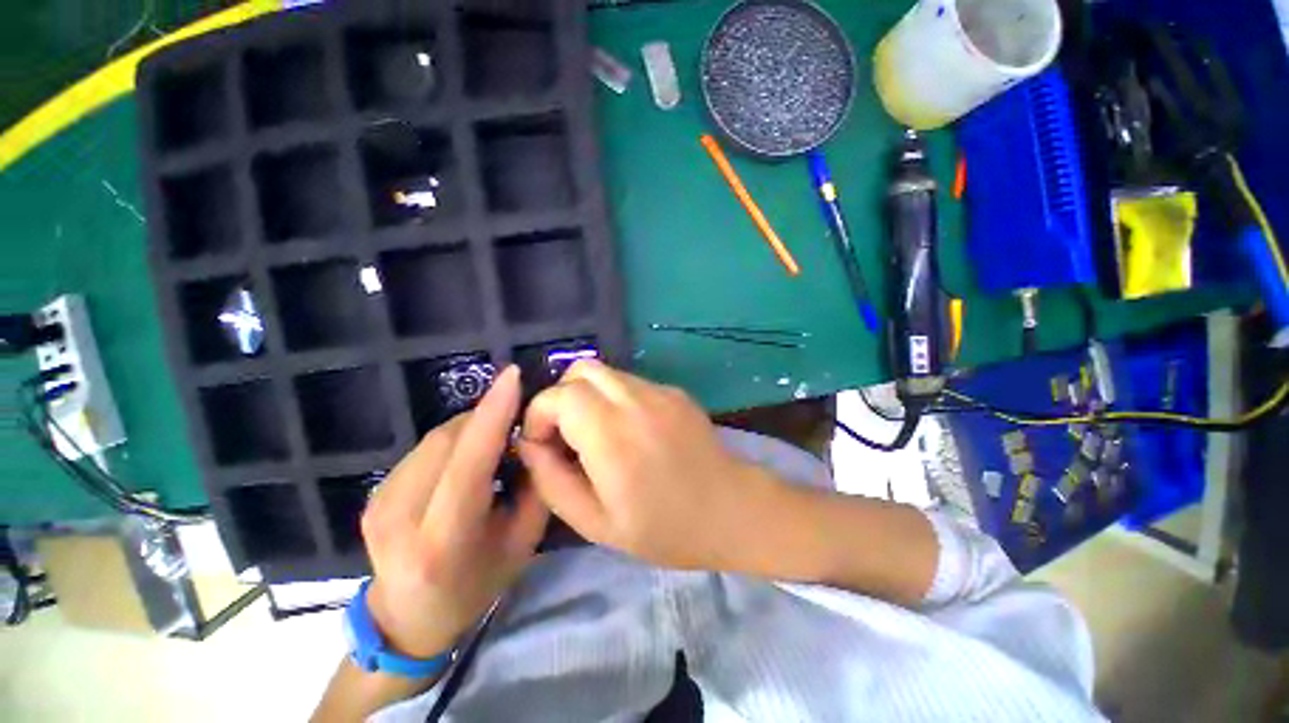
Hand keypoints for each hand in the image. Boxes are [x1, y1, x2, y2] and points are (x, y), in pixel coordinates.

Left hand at [360, 366, 547, 659]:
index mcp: (442, 540)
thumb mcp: (522, 542)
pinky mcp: (373, 492)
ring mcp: (378, 502)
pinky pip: (425, 448)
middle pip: (450, 440)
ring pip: (436, 438)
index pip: (468, 462)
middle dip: (488, 418)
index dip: (493, 414)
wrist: (407, 620)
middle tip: (518, 423)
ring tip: (496, 445)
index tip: (512, 376)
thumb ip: (533, 487)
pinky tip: (467, 459)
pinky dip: (454, 441)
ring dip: (472, 429)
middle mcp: (400, 516)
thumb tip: (532, 438)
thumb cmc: (476, 585)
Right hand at [517, 360, 776, 570]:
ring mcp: (659, 391)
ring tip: (597, 433)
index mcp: (611, 436)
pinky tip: (629, 430)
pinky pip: (630, 382)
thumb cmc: (665, 528)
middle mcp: (635, 401)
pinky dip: (615, 398)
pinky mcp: (674, 391)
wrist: (733, 510)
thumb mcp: (595, 523)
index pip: (558, 395)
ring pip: (605, 372)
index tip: (543, 444)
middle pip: (580, 370)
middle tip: (566, 434)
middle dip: (561, 397)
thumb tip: (530, 444)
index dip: (539, 414)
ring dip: (588, 396)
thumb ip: (551, 480)